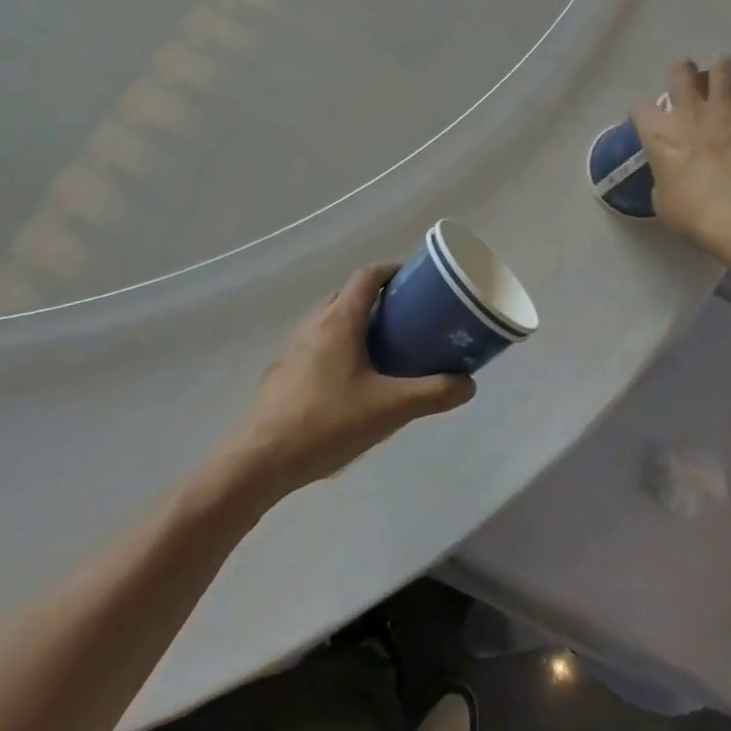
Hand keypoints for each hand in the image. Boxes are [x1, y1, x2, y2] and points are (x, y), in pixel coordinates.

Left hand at [226, 266, 475, 494]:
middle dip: (376, 299)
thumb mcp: (390, 409)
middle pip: (347, 295)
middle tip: (405, 319)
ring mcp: (294, 348)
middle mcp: (314, 324)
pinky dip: (336, 347)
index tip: (415, 281)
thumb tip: (468, 383)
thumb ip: (432, 393)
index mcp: (340, 320)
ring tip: (381, 350)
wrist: (262, 459)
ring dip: (354, 324)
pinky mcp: (283, 372)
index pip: (367, 276)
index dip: (391, 271)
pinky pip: (316, 345)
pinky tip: (349, 383)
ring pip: (329, 321)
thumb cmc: (328, 422)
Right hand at [631, 55, 730, 262]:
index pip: (641, 106)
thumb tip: (672, 175)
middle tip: (690, 80)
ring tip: (725, 79)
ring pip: (724, 68)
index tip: (649, 118)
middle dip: (683, 71)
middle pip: (682, 71)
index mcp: (658, 131)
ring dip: (723, 71)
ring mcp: (727, 108)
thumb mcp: (662, 200)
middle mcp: (689, 110)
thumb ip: (664, 177)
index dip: (644, 111)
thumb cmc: (692, 212)